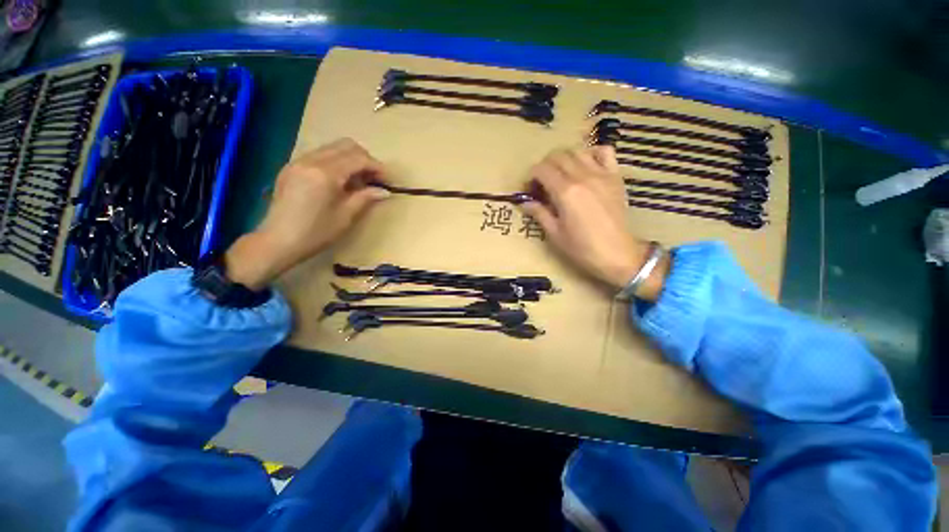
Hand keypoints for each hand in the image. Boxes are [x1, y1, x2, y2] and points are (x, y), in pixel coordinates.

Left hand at [225, 139, 389, 289]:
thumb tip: (384, 191)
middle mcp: (311, 160)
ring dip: (350, 160)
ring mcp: (298, 162)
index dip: (376, 167)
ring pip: (332, 148)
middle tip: (374, 179)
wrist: (278, 241)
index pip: (358, 158)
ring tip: (358, 181)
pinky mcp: (291, 168)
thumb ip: (365, 198)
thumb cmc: (316, 232)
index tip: (388, 180)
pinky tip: (339, 182)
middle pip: (345, 145)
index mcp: (325, 173)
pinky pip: (319, 155)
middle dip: (364, 159)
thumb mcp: (346, 216)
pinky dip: (335, 163)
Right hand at [519, 146, 667, 299]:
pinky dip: (592, 153)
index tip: (528, 190)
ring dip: (564, 159)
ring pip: (577, 151)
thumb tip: (525, 202)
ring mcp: (601, 174)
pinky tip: (586, 166)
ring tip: (561, 176)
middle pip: (557, 156)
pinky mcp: (615, 177)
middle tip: (542, 184)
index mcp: (565, 192)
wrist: (617, 254)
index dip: (530, 177)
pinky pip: (605, 152)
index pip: (541, 169)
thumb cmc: (582, 248)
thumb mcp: (555, 234)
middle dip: (544, 167)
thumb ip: (539, 213)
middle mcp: (582, 176)